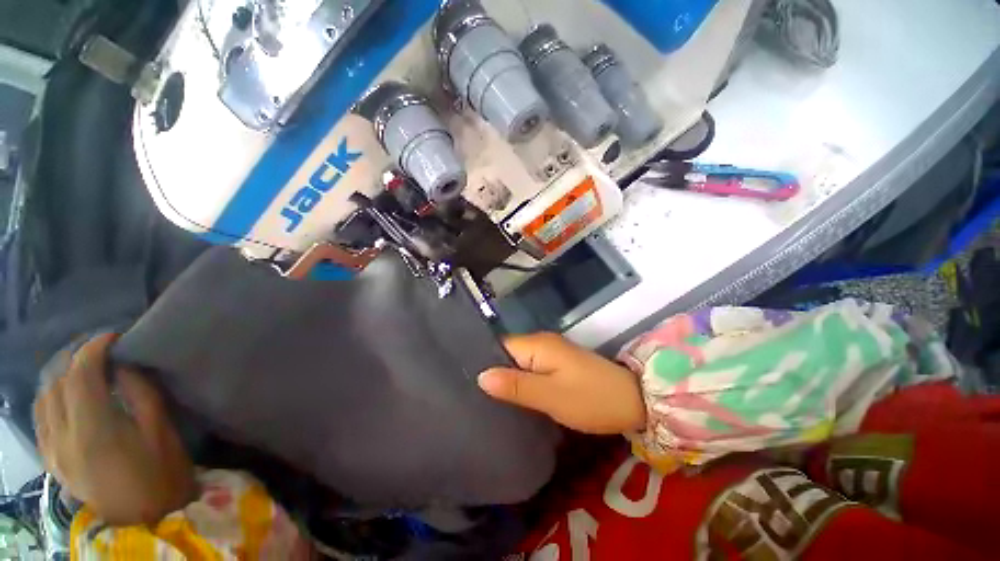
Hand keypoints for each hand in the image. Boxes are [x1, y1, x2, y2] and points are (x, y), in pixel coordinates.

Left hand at [34, 334, 195, 525]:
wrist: (145, 517)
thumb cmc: (162, 471)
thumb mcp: (160, 429)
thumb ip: (140, 393)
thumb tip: (122, 365)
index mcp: (93, 430)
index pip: (80, 374)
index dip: (94, 348)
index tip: (114, 336)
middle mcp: (62, 437)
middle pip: (57, 381)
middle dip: (77, 357)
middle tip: (101, 349)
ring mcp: (52, 450)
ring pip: (43, 397)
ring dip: (61, 375)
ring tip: (84, 367)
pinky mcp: (50, 458)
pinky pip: (40, 416)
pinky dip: (51, 396)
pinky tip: (66, 394)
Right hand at [478, 333, 645, 434]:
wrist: (634, 401)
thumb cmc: (591, 398)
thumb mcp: (551, 396)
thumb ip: (516, 386)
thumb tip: (480, 376)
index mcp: (537, 344)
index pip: (500, 345)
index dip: (483, 360)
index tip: (465, 380)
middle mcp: (541, 343)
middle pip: (507, 353)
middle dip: (493, 372)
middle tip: (473, 395)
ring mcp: (551, 353)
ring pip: (519, 362)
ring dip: (506, 378)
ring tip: (485, 399)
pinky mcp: (558, 365)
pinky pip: (531, 369)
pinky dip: (521, 381)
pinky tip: (512, 397)